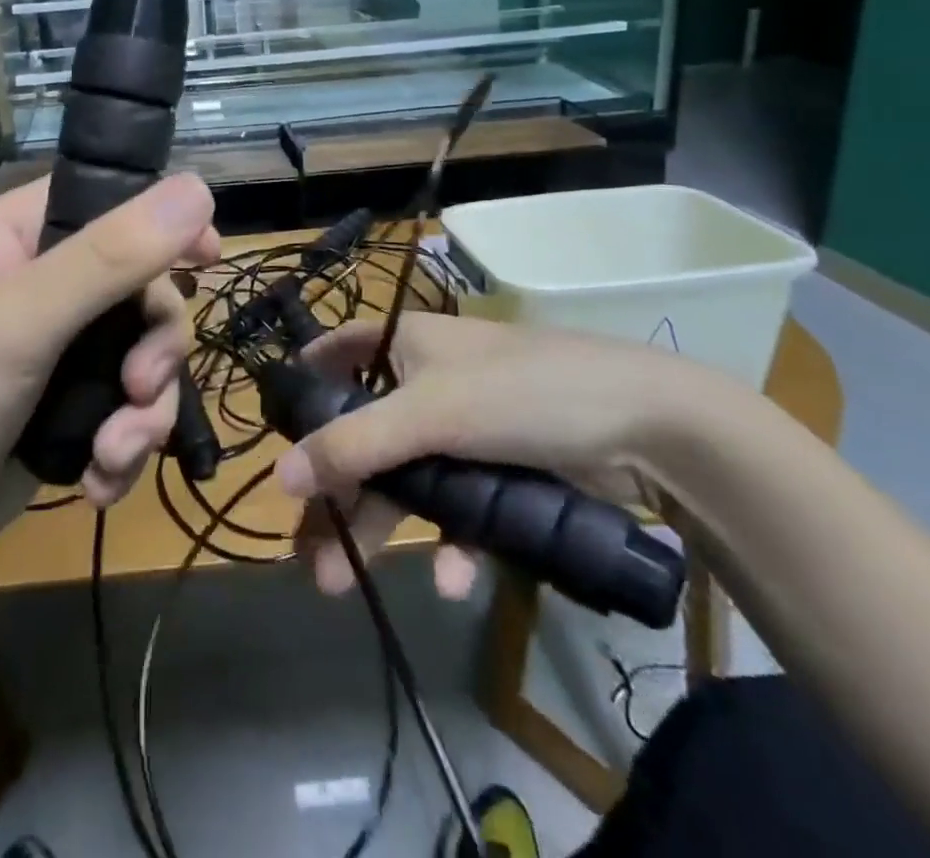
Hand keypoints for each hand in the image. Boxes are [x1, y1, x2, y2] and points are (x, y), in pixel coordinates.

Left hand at [0, 173, 217, 593]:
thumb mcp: (21, 321)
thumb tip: (199, 187)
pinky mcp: (68, 402)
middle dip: (155, 347)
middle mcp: (45, 278)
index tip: (208, 259)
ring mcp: (59, 345)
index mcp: (22, 233)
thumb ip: (111, 256)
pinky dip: (126, 443)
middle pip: (144, 287)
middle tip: (139, 388)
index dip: (166, 224)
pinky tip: (100, 481)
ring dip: (144, 411)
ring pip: (145, 354)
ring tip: (113, 454)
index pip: (114, 200)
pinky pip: (129, 405)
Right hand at [275, 313, 710, 601]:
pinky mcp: (502, 471)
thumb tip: (279, 477)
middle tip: (307, 551)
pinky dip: (449, 540)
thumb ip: (353, 444)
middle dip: (337, 493)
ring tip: (341, 584)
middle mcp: (430, 382)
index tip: (280, 435)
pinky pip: (459, 506)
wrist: (650, 428)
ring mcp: (467, 429)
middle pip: (366, 435)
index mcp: (406, 345)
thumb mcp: (430, 415)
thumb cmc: (522, 393)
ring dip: (381, 528)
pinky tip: (449, 579)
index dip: (307, 388)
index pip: (338, 353)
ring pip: (408, 479)